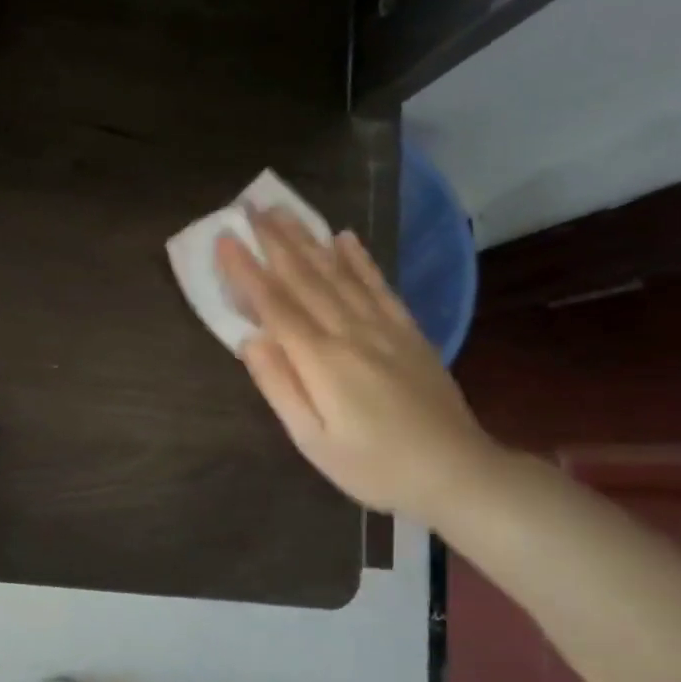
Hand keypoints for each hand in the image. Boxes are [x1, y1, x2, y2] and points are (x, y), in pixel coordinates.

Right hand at [216, 208, 502, 526]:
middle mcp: (351, 332)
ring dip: (308, 240)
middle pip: (305, 279)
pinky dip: (360, 259)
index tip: (224, 239)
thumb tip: (249, 340)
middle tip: (249, 208)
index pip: (275, 305)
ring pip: (338, 274)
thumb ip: (279, 387)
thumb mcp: (313, 441)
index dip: (246, 271)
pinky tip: (344, 237)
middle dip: (274, 242)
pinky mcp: (408, 331)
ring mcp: (384, 328)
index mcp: (321, 360)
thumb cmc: (373, 466)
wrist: (456, 473)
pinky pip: (379, 286)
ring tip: (284, 212)